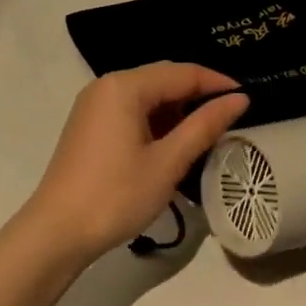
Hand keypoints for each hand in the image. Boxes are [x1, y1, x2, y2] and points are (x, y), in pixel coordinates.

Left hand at [26, 62, 248, 259]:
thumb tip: (240, 99)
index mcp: (125, 87)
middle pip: (163, 78)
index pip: (182, 73)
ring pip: (148, 96)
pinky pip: (132, 111)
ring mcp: (94, 106)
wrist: (57, 233)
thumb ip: (205, 125)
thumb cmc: (117, 195)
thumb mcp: (169, 161)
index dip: (217, 83)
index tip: (248, 98)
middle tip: (231, 115)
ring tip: (207, 133)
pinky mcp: (90, 127)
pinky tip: (174, 144)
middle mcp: (106, 87)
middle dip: (198, 95)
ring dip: (178, 110)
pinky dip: (157, 122)